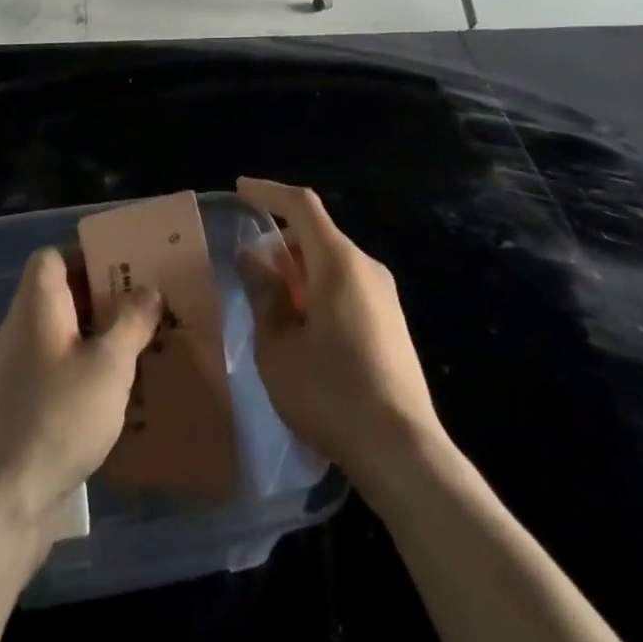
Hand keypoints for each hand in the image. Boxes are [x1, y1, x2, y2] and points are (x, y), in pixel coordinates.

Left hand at [0, 247, 160, 558]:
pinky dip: (86, 378)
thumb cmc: (55, 418)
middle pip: (62, 298)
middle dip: (105, 301)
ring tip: (143, 354)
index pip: (51, 257)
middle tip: (148, 312)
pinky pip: (58, 376)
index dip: (86, 255)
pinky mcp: (21, 411)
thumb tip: (148, 289)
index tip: (125, 271)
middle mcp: (22, 331)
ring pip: (64, 340)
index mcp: (37, 305)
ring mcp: (18, 373)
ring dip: (99, 342)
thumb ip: (131, 323)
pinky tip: (117, 401)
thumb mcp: (108, 366)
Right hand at [237, 177, 442, 489]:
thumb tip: (254, 258)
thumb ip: (264, 294)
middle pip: (317, 234)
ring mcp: (384, 295)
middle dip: (280, 242)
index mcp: (338, 262)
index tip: (240, 189)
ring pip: (331, 262)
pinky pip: (346, 286)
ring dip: (298, 270)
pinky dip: (318, 289)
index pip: (302, 205)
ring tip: (271, 305)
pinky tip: (302, 329)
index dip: (268, 192)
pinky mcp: (391, 322)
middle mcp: (366, 267)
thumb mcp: (277, 346)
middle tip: (248, 270)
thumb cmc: (330, 393)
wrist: (402, 451)